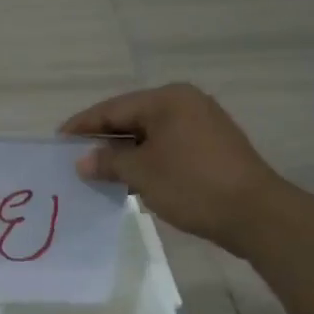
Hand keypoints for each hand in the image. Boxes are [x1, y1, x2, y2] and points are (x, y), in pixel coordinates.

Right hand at [60, 84, 280, 246]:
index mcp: (167, 99)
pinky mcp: (211, 148)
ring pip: (149, 135)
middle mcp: (185, 103)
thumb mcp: (142, 173)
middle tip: (74, 158)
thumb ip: (109, 162)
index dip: (82, 125)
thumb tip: (83, 161)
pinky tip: (130, 180)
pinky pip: (167, 147)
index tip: (57, 141)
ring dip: (124, 153)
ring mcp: (202, 125)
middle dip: (103, 140)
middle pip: (131, 118)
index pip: (113, 108)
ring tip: (97, 173)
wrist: (256, 214)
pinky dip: (146, 160)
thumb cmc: (193, 185)